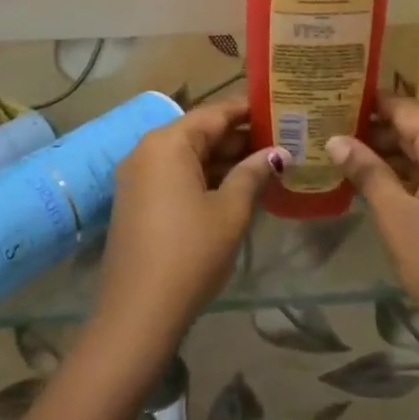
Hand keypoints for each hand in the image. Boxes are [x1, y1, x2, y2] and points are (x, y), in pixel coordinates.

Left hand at [91, 96, 282, 355]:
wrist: (138, 313)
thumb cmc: (190, 253)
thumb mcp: (230, 211)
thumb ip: (253, 174)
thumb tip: (277, 153)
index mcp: (168, 143)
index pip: (214, 113)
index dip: (247, 110)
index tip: (278, 106)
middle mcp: (147, 151)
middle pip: (199, 133)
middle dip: (239, 137)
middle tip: (282, 139)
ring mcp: (137, 177)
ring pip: (187, 156)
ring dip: (224, 160)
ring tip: (267, 163)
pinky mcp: (136, 202)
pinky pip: (175, 176)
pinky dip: (204, 178)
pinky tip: (236, 188)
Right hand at [328, 94, 418, 355]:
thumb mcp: (396, 215)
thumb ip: (366, 171)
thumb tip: (334, 138)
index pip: (406, 110)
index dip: (370, 102)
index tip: (333, 94)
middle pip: (414, 130)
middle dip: (372, 129)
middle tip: (326, 124)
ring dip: (383, 154)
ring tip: (337, 148)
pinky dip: (399, 176)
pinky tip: (366, 180)